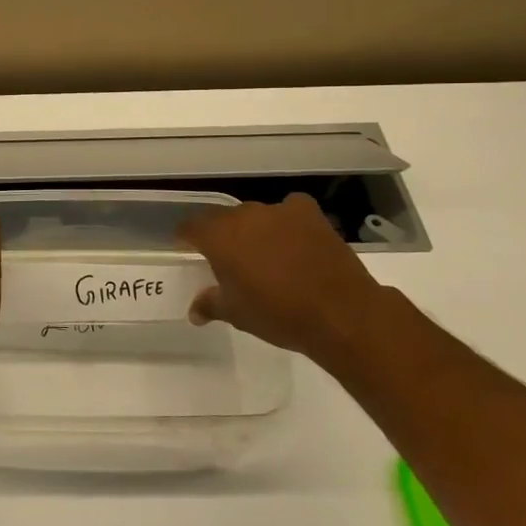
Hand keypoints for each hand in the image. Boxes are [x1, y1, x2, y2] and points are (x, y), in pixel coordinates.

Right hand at [178, 193, 391, 369]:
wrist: (339, 313)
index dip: (186, 237)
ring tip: (264, 254)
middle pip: (223, 219)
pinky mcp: (309, 213)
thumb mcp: (237, 314)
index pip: (191, 226)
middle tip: (228, 259)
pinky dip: (286, 222)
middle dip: (222, 235)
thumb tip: (194, 311)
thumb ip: (210, 304)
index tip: (187, 247)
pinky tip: (294, 240)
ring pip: (256, 215)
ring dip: (254, 230)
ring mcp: (279, 211)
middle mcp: (244, 216)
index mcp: (219, 237)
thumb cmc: (277, 314)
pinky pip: (289, 210)